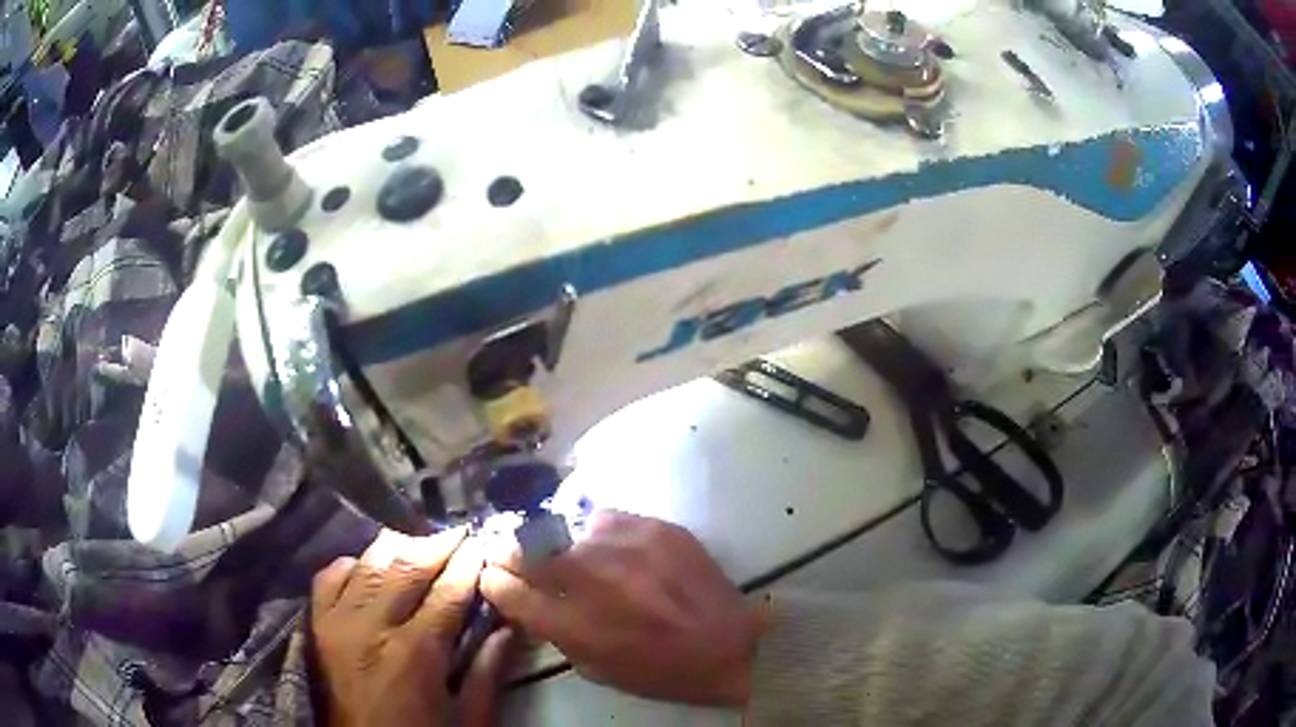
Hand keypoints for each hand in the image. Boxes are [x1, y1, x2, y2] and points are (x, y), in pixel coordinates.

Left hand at [311, 528, 514, 726]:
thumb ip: (489, 672)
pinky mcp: (317, 624)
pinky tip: (367, 565)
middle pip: (407, 569)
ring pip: (368, 564)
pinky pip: (329, 577)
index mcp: (416, 653)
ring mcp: (338, 622)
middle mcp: (373, 627)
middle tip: (456, 530)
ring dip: (396, 546)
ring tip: (418, 539)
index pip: (447, 593)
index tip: (482, 541)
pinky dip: (351, 564)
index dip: (467, 563)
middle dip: (436, 544)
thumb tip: (511, 627)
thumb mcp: (469, 719)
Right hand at [480, 511, 762, 705]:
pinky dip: (597, 534)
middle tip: (512, 555)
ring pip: (563, 529)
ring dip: (556, 544)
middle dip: (510, 552)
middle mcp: (590, 579)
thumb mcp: (596, 668)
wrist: (731, 645)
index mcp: (573, 624)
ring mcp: (623, 547)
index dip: (493, 582)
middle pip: (525, 549)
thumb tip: (528, 602)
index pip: (507, 590)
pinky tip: (609, 548)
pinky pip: (604, 518)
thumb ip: (556, 633)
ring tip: (568, 554)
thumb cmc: (661, 671)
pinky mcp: (653, 527)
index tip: (494, 578)